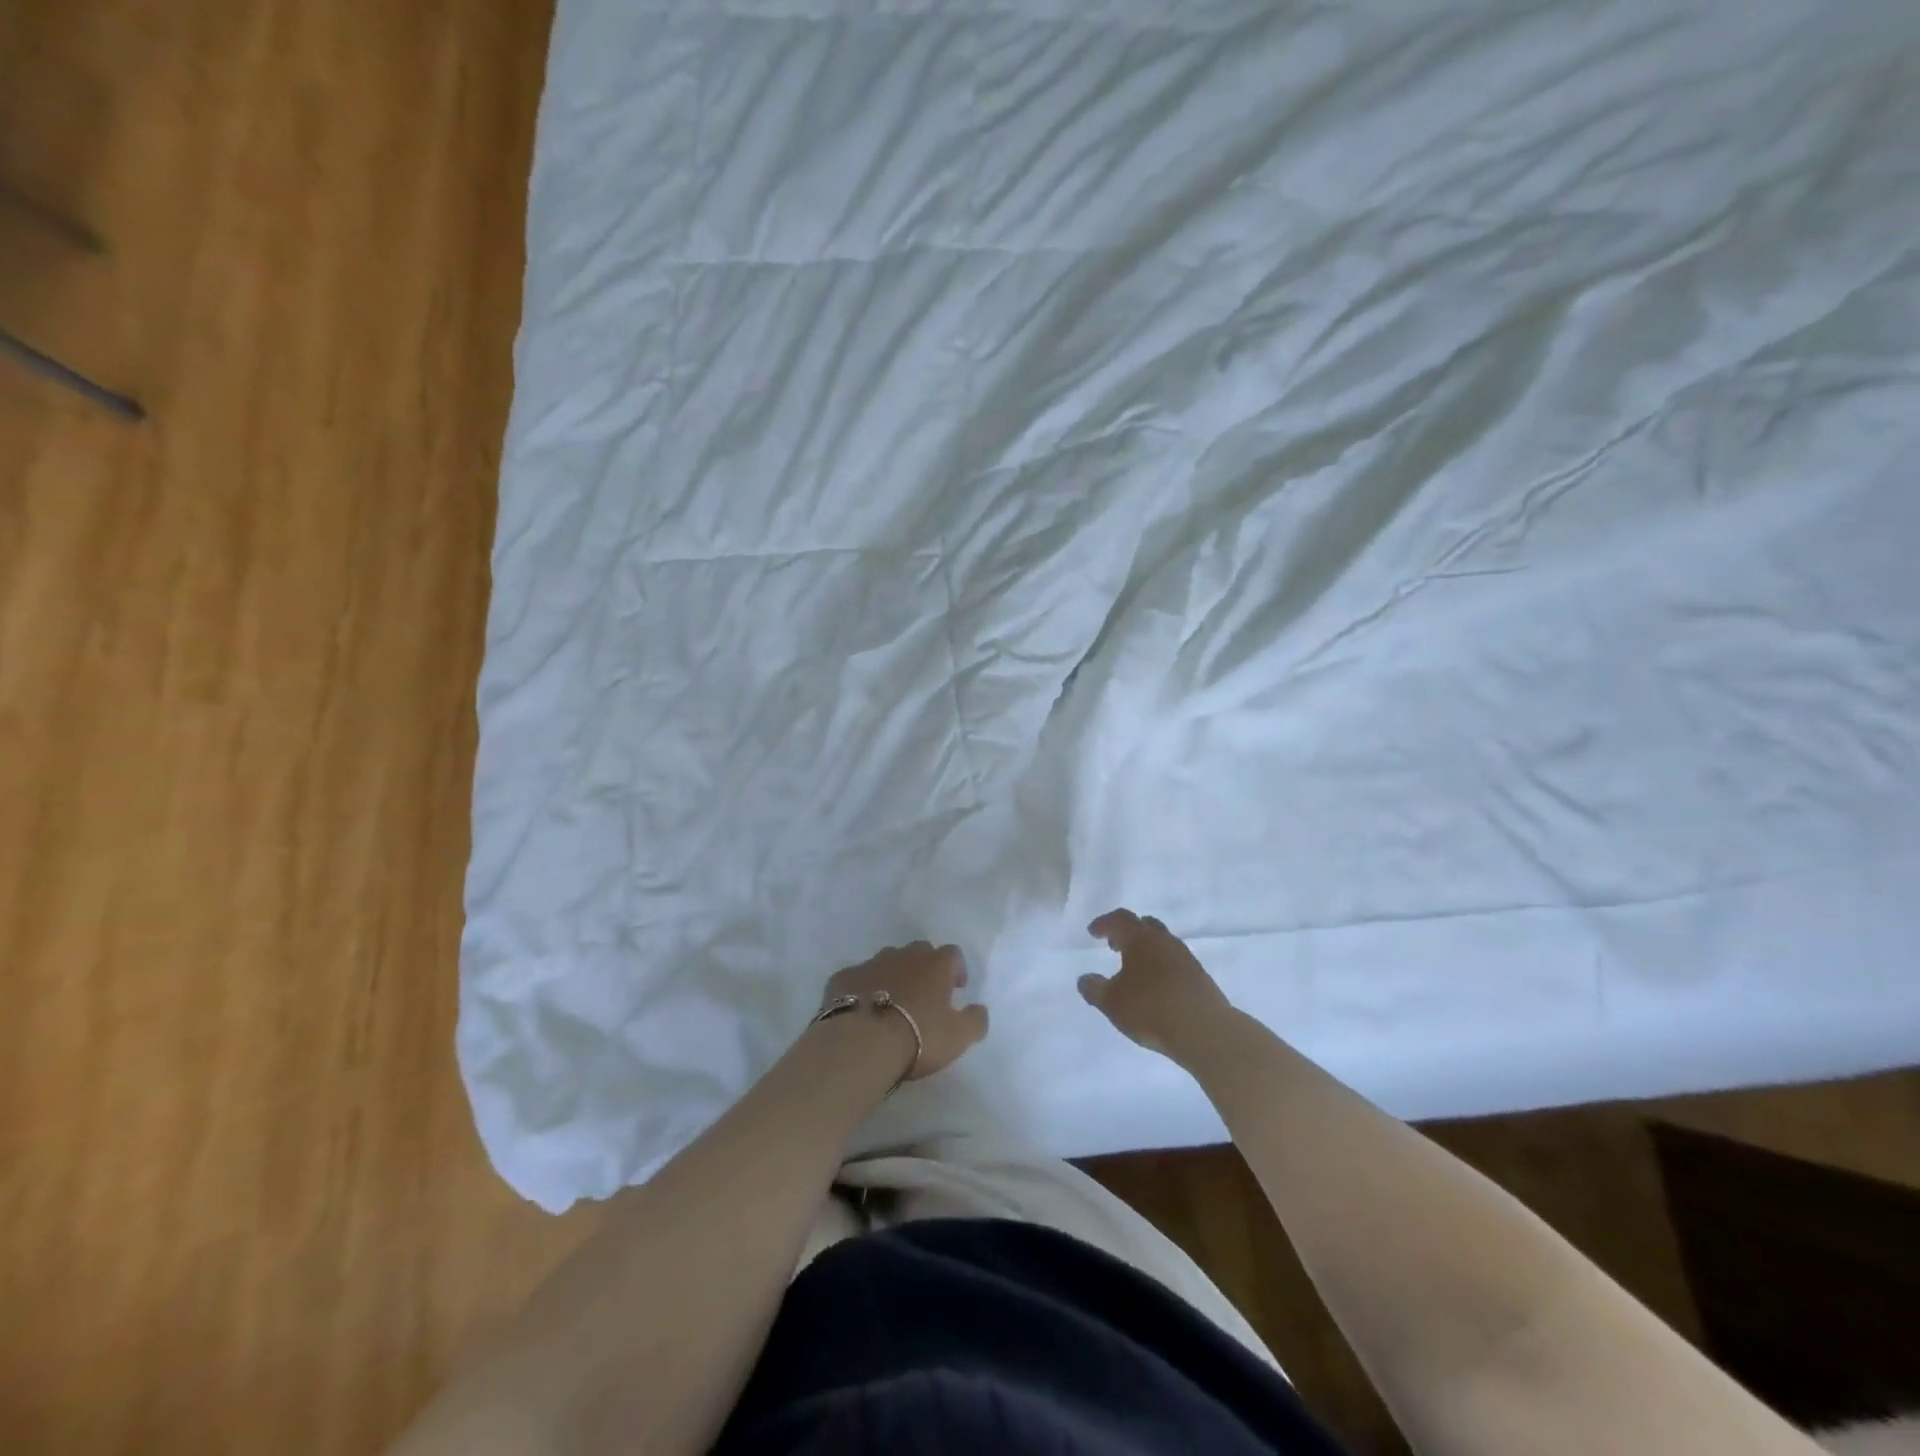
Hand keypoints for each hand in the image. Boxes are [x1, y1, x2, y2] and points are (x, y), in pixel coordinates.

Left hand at [823, 942, 988, 1082]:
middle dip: (923, 968)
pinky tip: (861, 1011)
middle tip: (924, 996)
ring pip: (886, 962)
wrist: (861, 1042)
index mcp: (935, 964)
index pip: (953, 954)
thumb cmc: (918, 1036)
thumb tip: (979, 1009)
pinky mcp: (842, 977)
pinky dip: (862, 989)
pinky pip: (857, 979)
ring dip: (893, 976)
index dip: (956, 970)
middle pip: (918, 952)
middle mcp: (904, 955)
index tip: (955, 990)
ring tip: (891, 1004)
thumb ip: (975, 1020)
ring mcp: (870, 963)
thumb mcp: (959, 1036)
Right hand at [1078, 909, 1233, 1060]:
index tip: (1093, 933)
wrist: (1204, 1030)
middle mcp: (1164, 941)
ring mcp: (1185, 957)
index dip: (1104, 923)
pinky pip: (1174, 961)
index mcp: (1140, 938)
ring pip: (1162, 943)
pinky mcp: (1200, 976)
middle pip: (1144, 925)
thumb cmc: (1151, 1009)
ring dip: (1146, 949)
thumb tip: (1084, 979)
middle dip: (1127, 932)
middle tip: (1114, 945)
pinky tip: (1156, 986)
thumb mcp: (1112, 1003)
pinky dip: (1161, 965)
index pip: (1120, 919)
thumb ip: (1094, 989)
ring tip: (1134, 968)